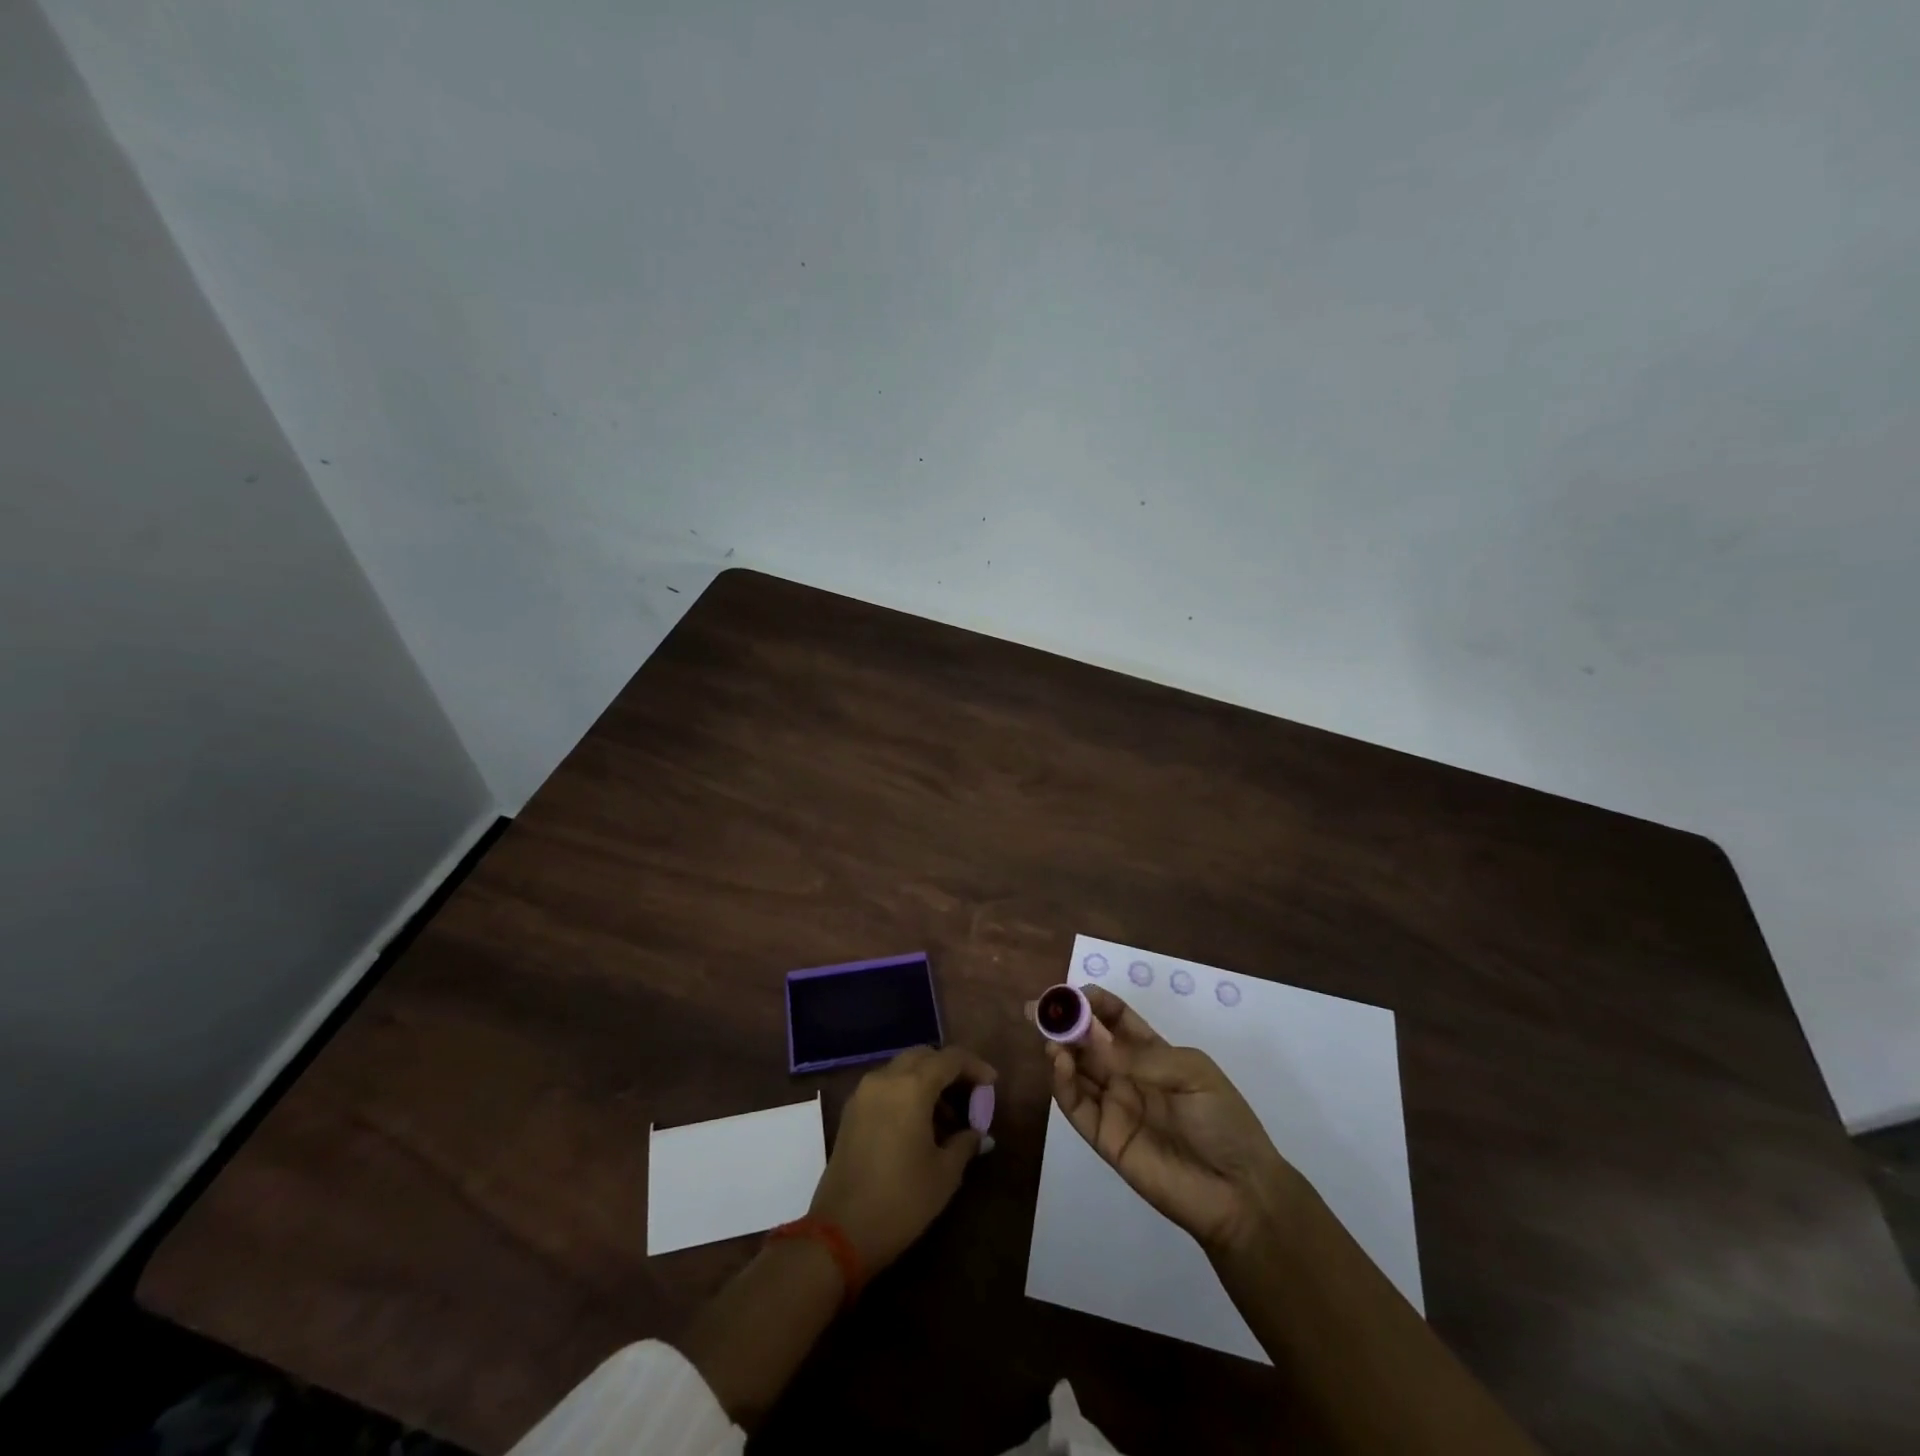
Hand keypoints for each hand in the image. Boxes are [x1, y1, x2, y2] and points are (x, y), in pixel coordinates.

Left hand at [809, 1045, 995, 1273]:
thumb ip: (965, 1143)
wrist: (840, 1232)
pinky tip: (919, 1124)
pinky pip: (886, 1085)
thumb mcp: (944, 1174)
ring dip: (927, 1081)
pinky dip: (906, 1092)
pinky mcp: (851, 1111)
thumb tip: (979, 1133)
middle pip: (923, 1056)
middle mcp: (885, 1079)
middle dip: (949, 1069)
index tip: (992, 1084)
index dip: (975, 1066)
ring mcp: (864, 1093)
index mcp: (911, 1087)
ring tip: (948, 1118)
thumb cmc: (901, 1201)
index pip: (950, 1058)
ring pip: (902, 1068)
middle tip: (970, 1095)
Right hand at [1040, 986, 1302, 1255]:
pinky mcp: (1104, 1138)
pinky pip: (1076, 1106)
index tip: (1074, 993)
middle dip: (1065, 1022)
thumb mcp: (1192, 1072)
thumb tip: (1091, 1034)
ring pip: (1076, 1070)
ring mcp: (1114, 1106)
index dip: (1094, 1003)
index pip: (1115, 1019)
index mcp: (1152, 1053)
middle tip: (1039, 1008)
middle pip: (1088, 1041)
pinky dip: (1062, 1083)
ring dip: (1059, 1048)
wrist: (1239, 1193)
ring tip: (1050, 1035)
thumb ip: (1141, 1056)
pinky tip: (1059, 1062)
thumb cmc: (1223, 1122)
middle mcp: (1127, 1075)